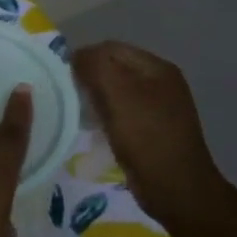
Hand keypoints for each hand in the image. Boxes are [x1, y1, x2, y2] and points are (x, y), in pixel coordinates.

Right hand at [71, 42, 229, 228]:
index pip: (110, 48)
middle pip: (113, 68)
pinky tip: (92, 128)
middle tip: (66, 96)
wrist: (175, 188)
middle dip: (88, 77)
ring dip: (93, 97)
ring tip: (76, 112)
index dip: (84, 57)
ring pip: (114, 91)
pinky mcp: (149, 129)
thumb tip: (75, 56)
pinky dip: (103, 115)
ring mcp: (156, 107)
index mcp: (157, 68)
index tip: (61, 78)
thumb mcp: (119, 95)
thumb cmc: (146, 138)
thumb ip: (96, 67)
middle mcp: (159, 82)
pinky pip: (119, 111)